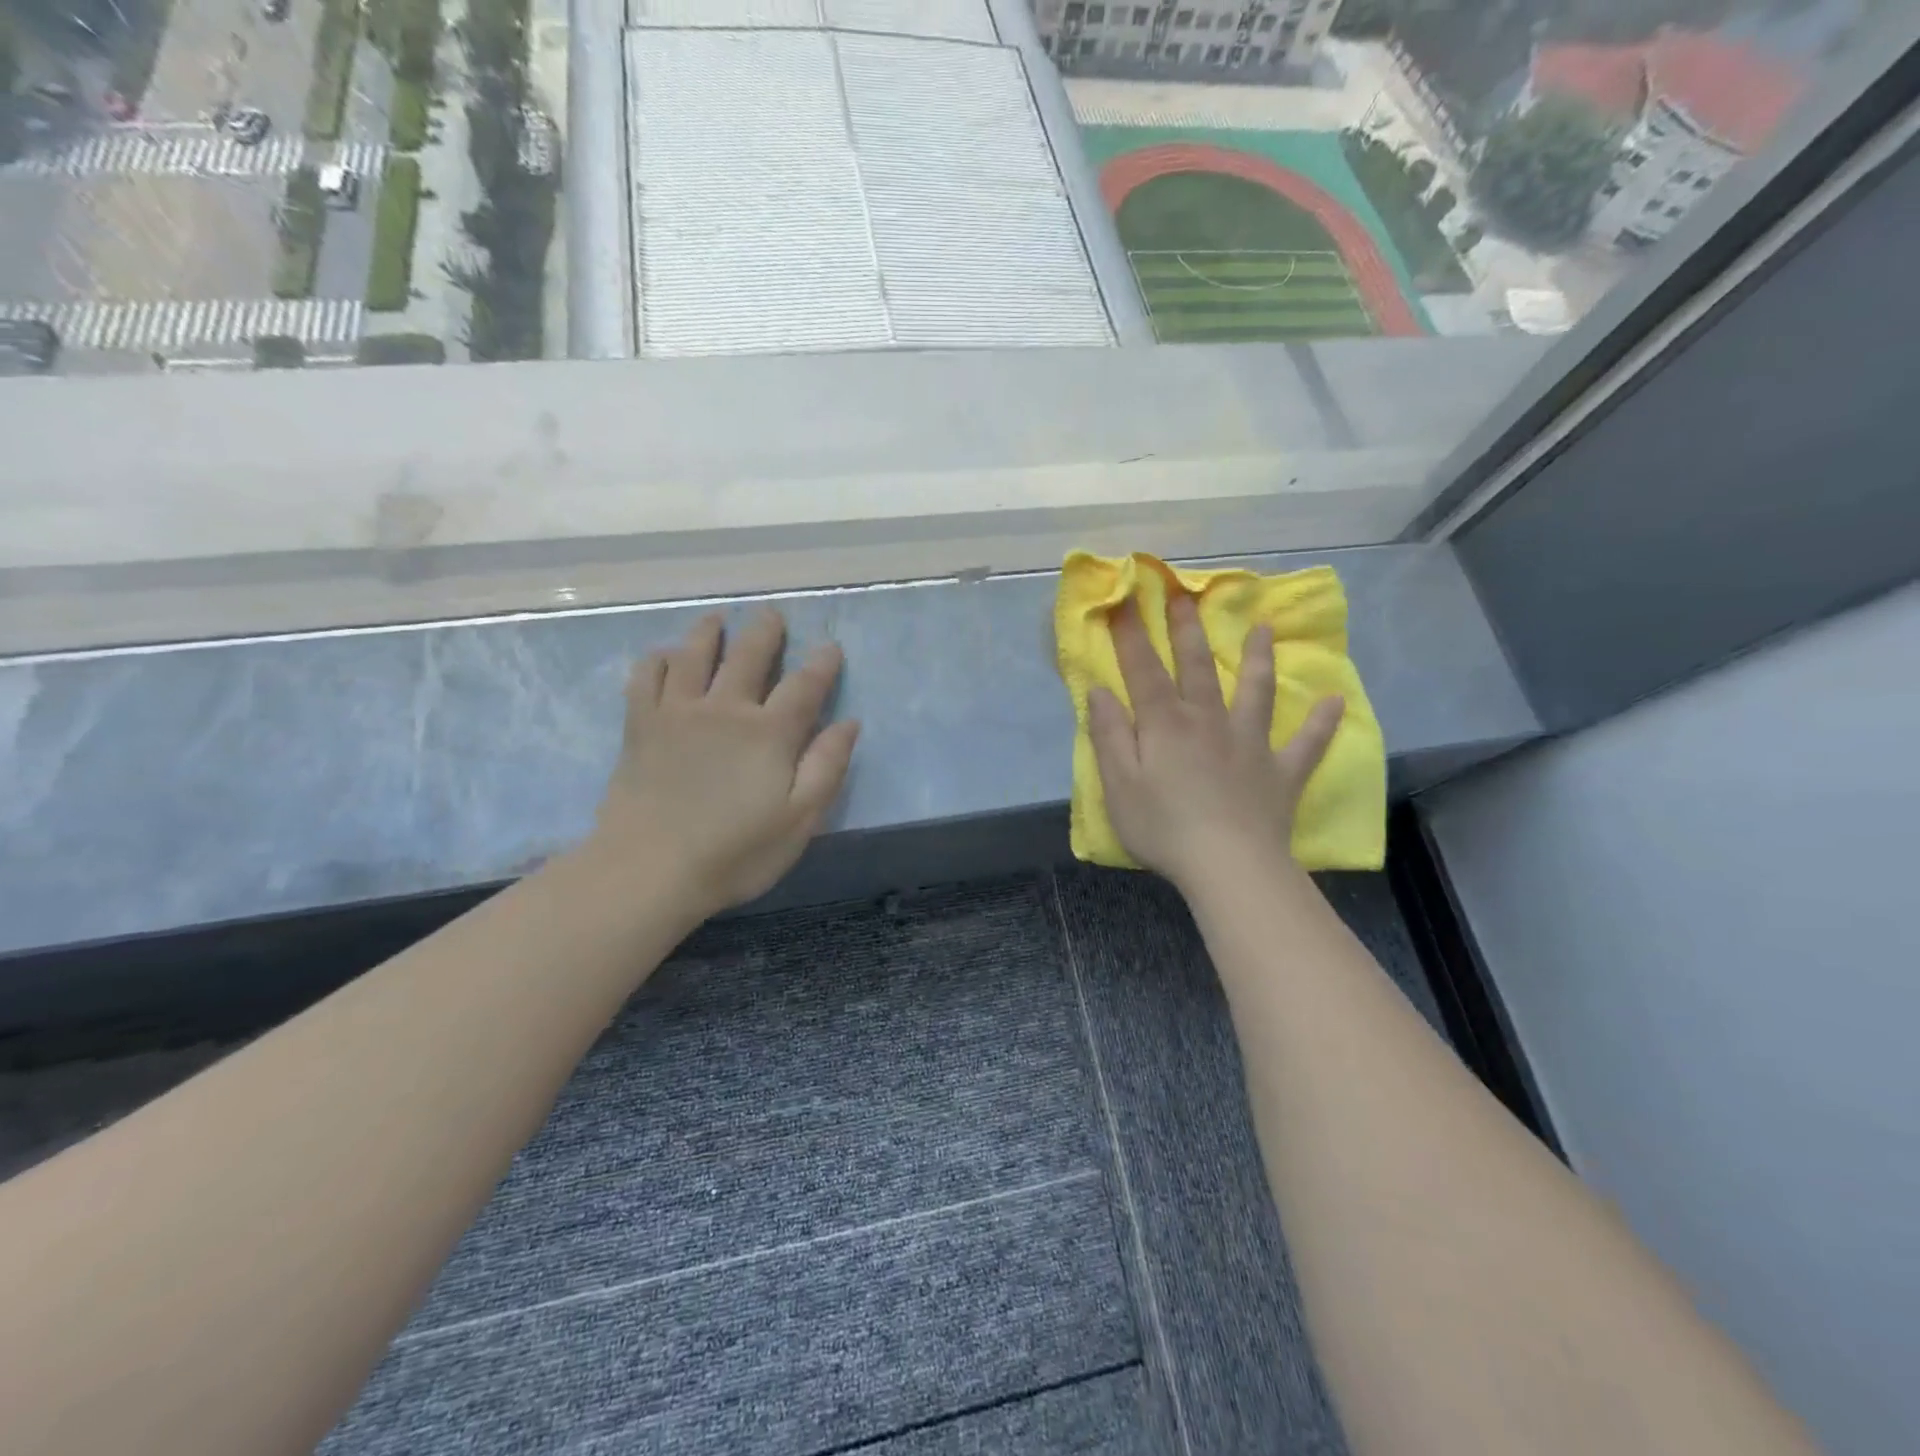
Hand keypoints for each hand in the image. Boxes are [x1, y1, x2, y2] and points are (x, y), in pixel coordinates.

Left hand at [588, 609, 859, 918]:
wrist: (649, 870)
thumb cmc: (735, 852)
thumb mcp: (799, 820)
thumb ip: (826, 767)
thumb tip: (848, 723)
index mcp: (769, 733)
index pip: (804, 686)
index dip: (821, 664)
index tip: (830, 647)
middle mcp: (725, 709)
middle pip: (748, 656)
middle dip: (764, 632)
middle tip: (771, 613)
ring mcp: (678, 713)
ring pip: (694, 656)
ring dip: (708, 632)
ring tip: (717, 618)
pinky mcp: (641, 726)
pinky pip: (646, 678)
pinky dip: (656, 660)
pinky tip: (663, 655)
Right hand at [1088, 592, 1342, 894]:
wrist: (1230, 867)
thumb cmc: (1164, 828)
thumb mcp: (1119, 785)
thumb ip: (1109, 735)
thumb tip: (1100, 691)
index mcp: (1166, 725)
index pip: (1143, 670)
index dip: (1130, 635)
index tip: (1123, 600)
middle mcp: (1209, 722)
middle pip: (1198, 668)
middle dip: (1188, 630)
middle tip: (1186, 595)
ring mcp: (1250, 744)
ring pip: (1256, 692)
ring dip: (1258, 659)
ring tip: (1264, 629)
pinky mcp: (1280, 773)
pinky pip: (1306, 744)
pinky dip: (1321, 723)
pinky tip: (1335, 702)